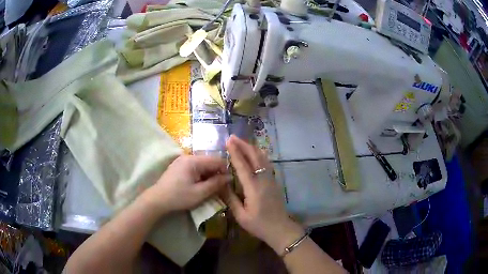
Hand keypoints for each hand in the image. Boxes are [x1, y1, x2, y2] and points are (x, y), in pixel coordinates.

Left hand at [144, 155, 230, 213]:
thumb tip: (229, 177)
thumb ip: (216, 184)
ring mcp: (182, 161)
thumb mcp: (200, 193)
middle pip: (209, 161)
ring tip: (211, 187)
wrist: (158, 200)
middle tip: (221, 187)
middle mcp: (188, 156)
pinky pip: (195, 167)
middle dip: (217, 173)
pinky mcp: (179, 166)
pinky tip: (200, 185)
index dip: (225, 170)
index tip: (229, 182)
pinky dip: (201, 175)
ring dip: (209, 175)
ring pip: (202, 165)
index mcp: (193, 161)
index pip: (216, 160)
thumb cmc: (179, 197)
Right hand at [224, 135, 304, 252]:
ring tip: (241, 142)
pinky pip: (266, 163)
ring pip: (262, 158)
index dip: (235, 152)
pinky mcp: (274, 181)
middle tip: (232, 137)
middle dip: (243, 145)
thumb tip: (221, 182)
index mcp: (253, 188)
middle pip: (254, 157)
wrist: (280, 229)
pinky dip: (259, 154)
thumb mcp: (241, 215)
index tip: (228, 141)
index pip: (243, 165)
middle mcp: (263, 180)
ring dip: (252, 148)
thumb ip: (230, 198)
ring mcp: (271, 179)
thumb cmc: (259, 225)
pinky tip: (255, 153)